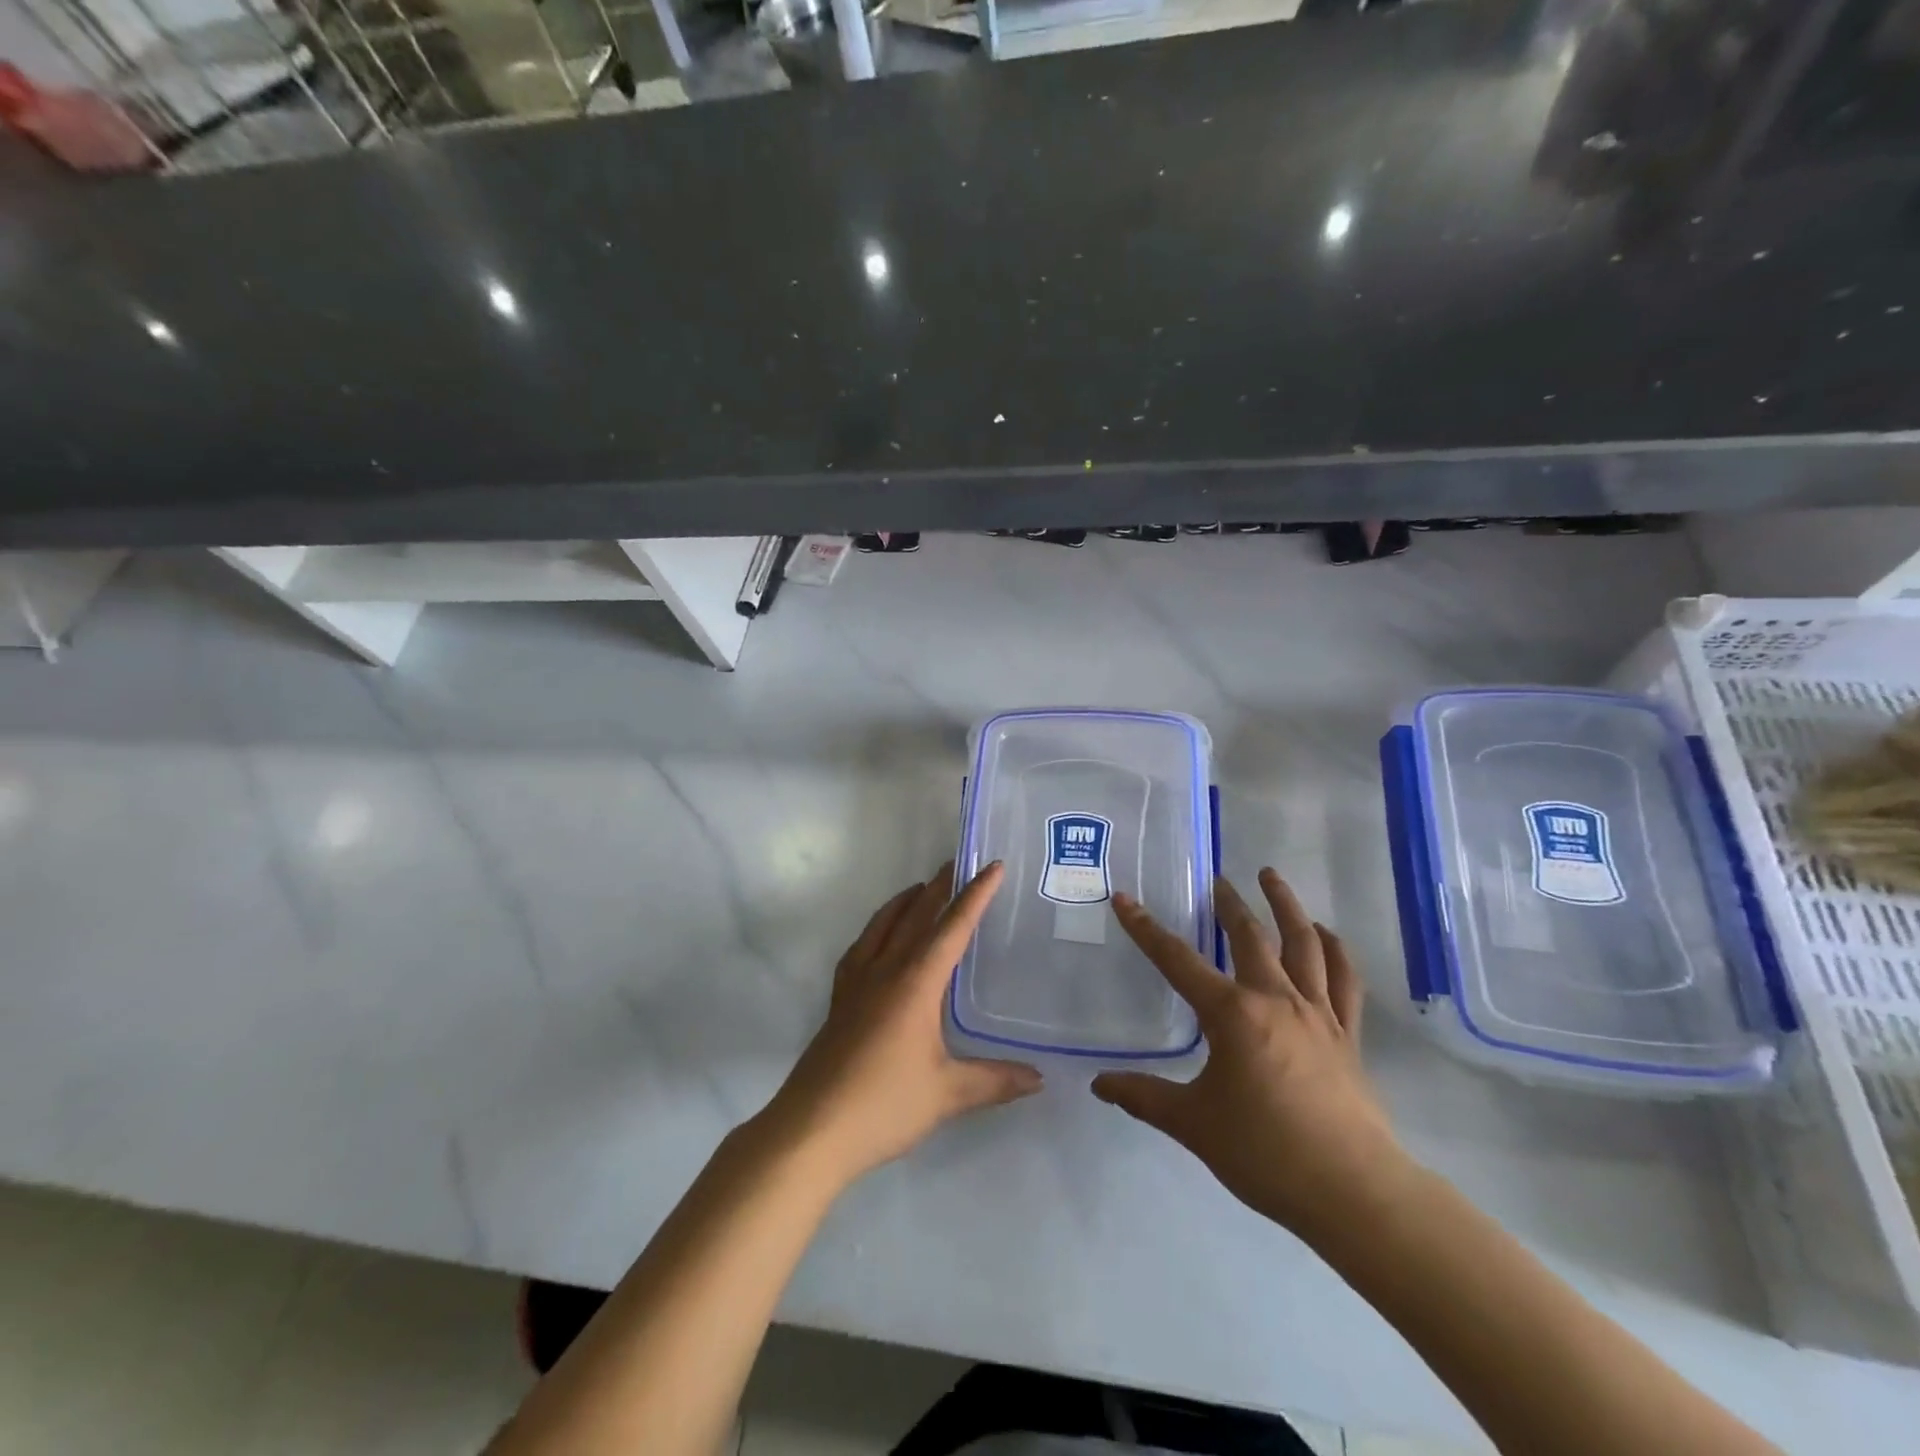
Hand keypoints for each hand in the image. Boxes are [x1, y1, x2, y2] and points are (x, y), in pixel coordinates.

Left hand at [761, 862, 1042, 1186]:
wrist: (812, 1129)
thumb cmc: (884, 1105)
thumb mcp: (948, 1094)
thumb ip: (995, 1081)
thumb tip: (1039, 1078)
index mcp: (915, 982)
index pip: (952, 927)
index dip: (975, 895)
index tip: (992, 866)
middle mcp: (885, 971)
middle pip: (915, 916)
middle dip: (939, 887)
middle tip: (958, 863)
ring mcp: (856, 983)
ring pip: (883, 926)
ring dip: (905, 902)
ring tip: (921, 888)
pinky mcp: (839, 1000)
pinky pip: (860, 948)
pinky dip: (876, 930)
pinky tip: (878, 939)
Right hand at [1092, 869, 1406, 1246]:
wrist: (1353, 1191)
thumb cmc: (1265, 1152)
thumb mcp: (1193, 1124)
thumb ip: (1143, 1097)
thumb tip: (1098, 1085)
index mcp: (1232, 1014)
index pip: (1177, 960)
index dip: (1145, 928)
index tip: (1124, 899)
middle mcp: (1275, 999)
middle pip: (1250, 936)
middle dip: (1229, 903)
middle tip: (1217, 878)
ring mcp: (1318, 1013)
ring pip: (1304, 942)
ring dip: (1286, 905)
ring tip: (1272, 876)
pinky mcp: (1348, 1033)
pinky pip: (1343, 978)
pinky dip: (1334, 949)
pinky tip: (1324, 933)